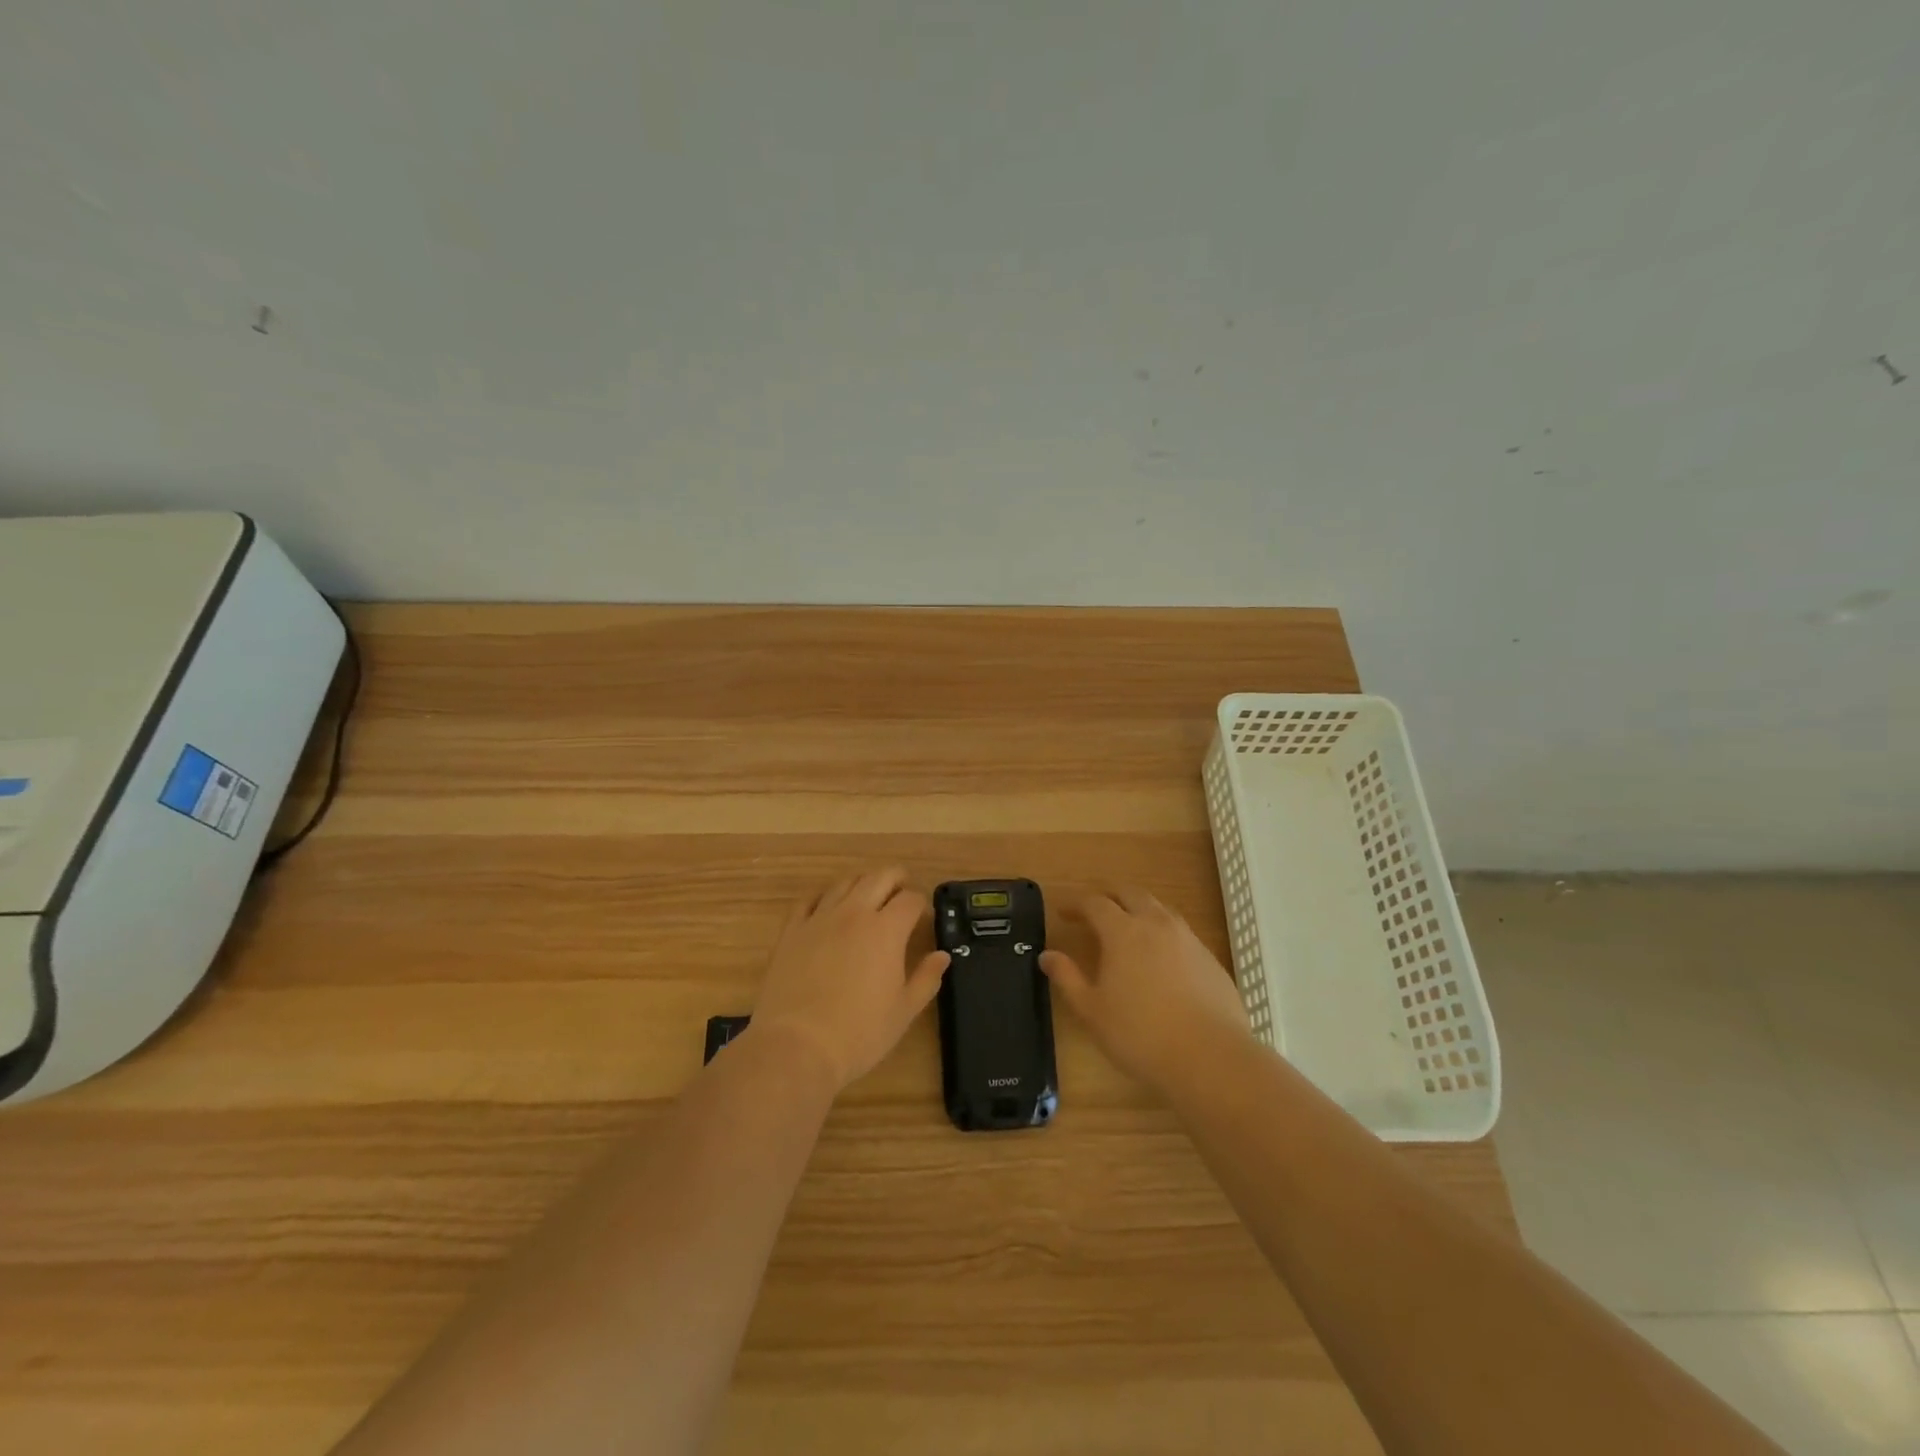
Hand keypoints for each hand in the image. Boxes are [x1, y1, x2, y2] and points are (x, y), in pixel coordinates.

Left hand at [749, 867, 949, 1092]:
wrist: (796, 1046)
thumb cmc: (859, 1033)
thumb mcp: (904, 1011)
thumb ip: (926, 978)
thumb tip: (942, 956)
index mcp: (886, 930)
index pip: (911, 900)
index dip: (921, 904)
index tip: (923, 917)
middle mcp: (854, 913)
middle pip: (879, 878)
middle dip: (896, 879)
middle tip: (903, 889)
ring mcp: (819, 919)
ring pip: (844, 883)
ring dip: (862, 883)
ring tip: (868, 894)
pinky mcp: (791, 931)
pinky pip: (809, 900)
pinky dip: (824, 896)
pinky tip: (827, 905)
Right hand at [1041, 888, 1251, 1094]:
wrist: (1211, 1058)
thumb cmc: (1140, 1035)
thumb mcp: (1092, 1010)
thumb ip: (1067, 978)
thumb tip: (1047, 956)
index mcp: (1123, 932)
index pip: (1094, 903)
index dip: (1075, 904)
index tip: (1062, 912)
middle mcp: (1156, 924)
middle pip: (1130, 893)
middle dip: (1108, 896)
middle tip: (1094, 910)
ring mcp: (1188, 939)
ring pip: (1159, 908)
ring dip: (1138, 909)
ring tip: (1127, 927)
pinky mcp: (1210, 958)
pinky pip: (1180, 931)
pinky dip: (1162, 932)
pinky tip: (1160, 957)